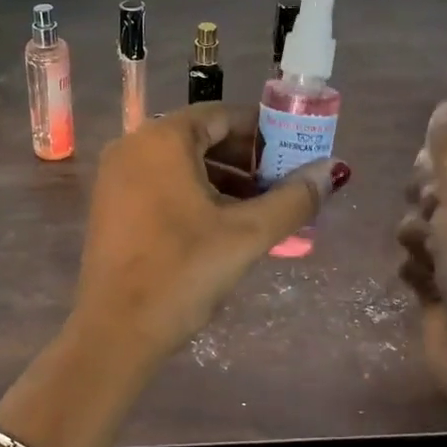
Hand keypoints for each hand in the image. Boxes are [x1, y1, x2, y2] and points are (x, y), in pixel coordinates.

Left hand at [73, 103, 348, 363]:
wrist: (116, 330)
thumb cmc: (183, 271)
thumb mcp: (246, 234)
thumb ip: (293, 199)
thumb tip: (335, 171)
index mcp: (162, 139)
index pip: (222, 115)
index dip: (263, 132)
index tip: (295, 153)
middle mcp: (133, 146)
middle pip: (201, 138)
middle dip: (246, 159)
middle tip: (283, 184)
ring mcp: (116, 176)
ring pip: (182, 164)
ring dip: (224, 180)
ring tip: (262, 209)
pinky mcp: (111, 206)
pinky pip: (162, 184)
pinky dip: (195, 195)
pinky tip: (223, 225)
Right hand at [395, 100, 446, 392]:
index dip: (443, 169)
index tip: (433, 181)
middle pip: (438, 192)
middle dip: (426, 206)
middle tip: (436, 222)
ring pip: (419, 226)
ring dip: (417, 239)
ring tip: (432, 260)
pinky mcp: (446, 288)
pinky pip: (413, 261)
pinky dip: (415, 270)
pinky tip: (427, 286)